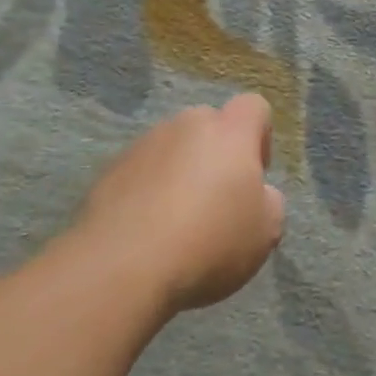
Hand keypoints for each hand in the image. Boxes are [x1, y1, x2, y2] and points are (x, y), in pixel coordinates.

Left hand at [64, 94, 285, 314]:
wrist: (121, 268)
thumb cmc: (209, 242)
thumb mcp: (266, 230)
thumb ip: (268, 200)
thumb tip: (255, 193)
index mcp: (229, 132)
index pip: (253, 106)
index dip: (260, 136)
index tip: (255, 175)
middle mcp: (184, 127)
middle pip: (209, 125)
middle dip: (216, 154)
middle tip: (217, 200)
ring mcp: (141, 147)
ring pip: (171, 149)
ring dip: (179, 173)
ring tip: (177, 222)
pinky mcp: (107, 173)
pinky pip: (140, 173)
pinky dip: (147, 193)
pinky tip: (147, 232)